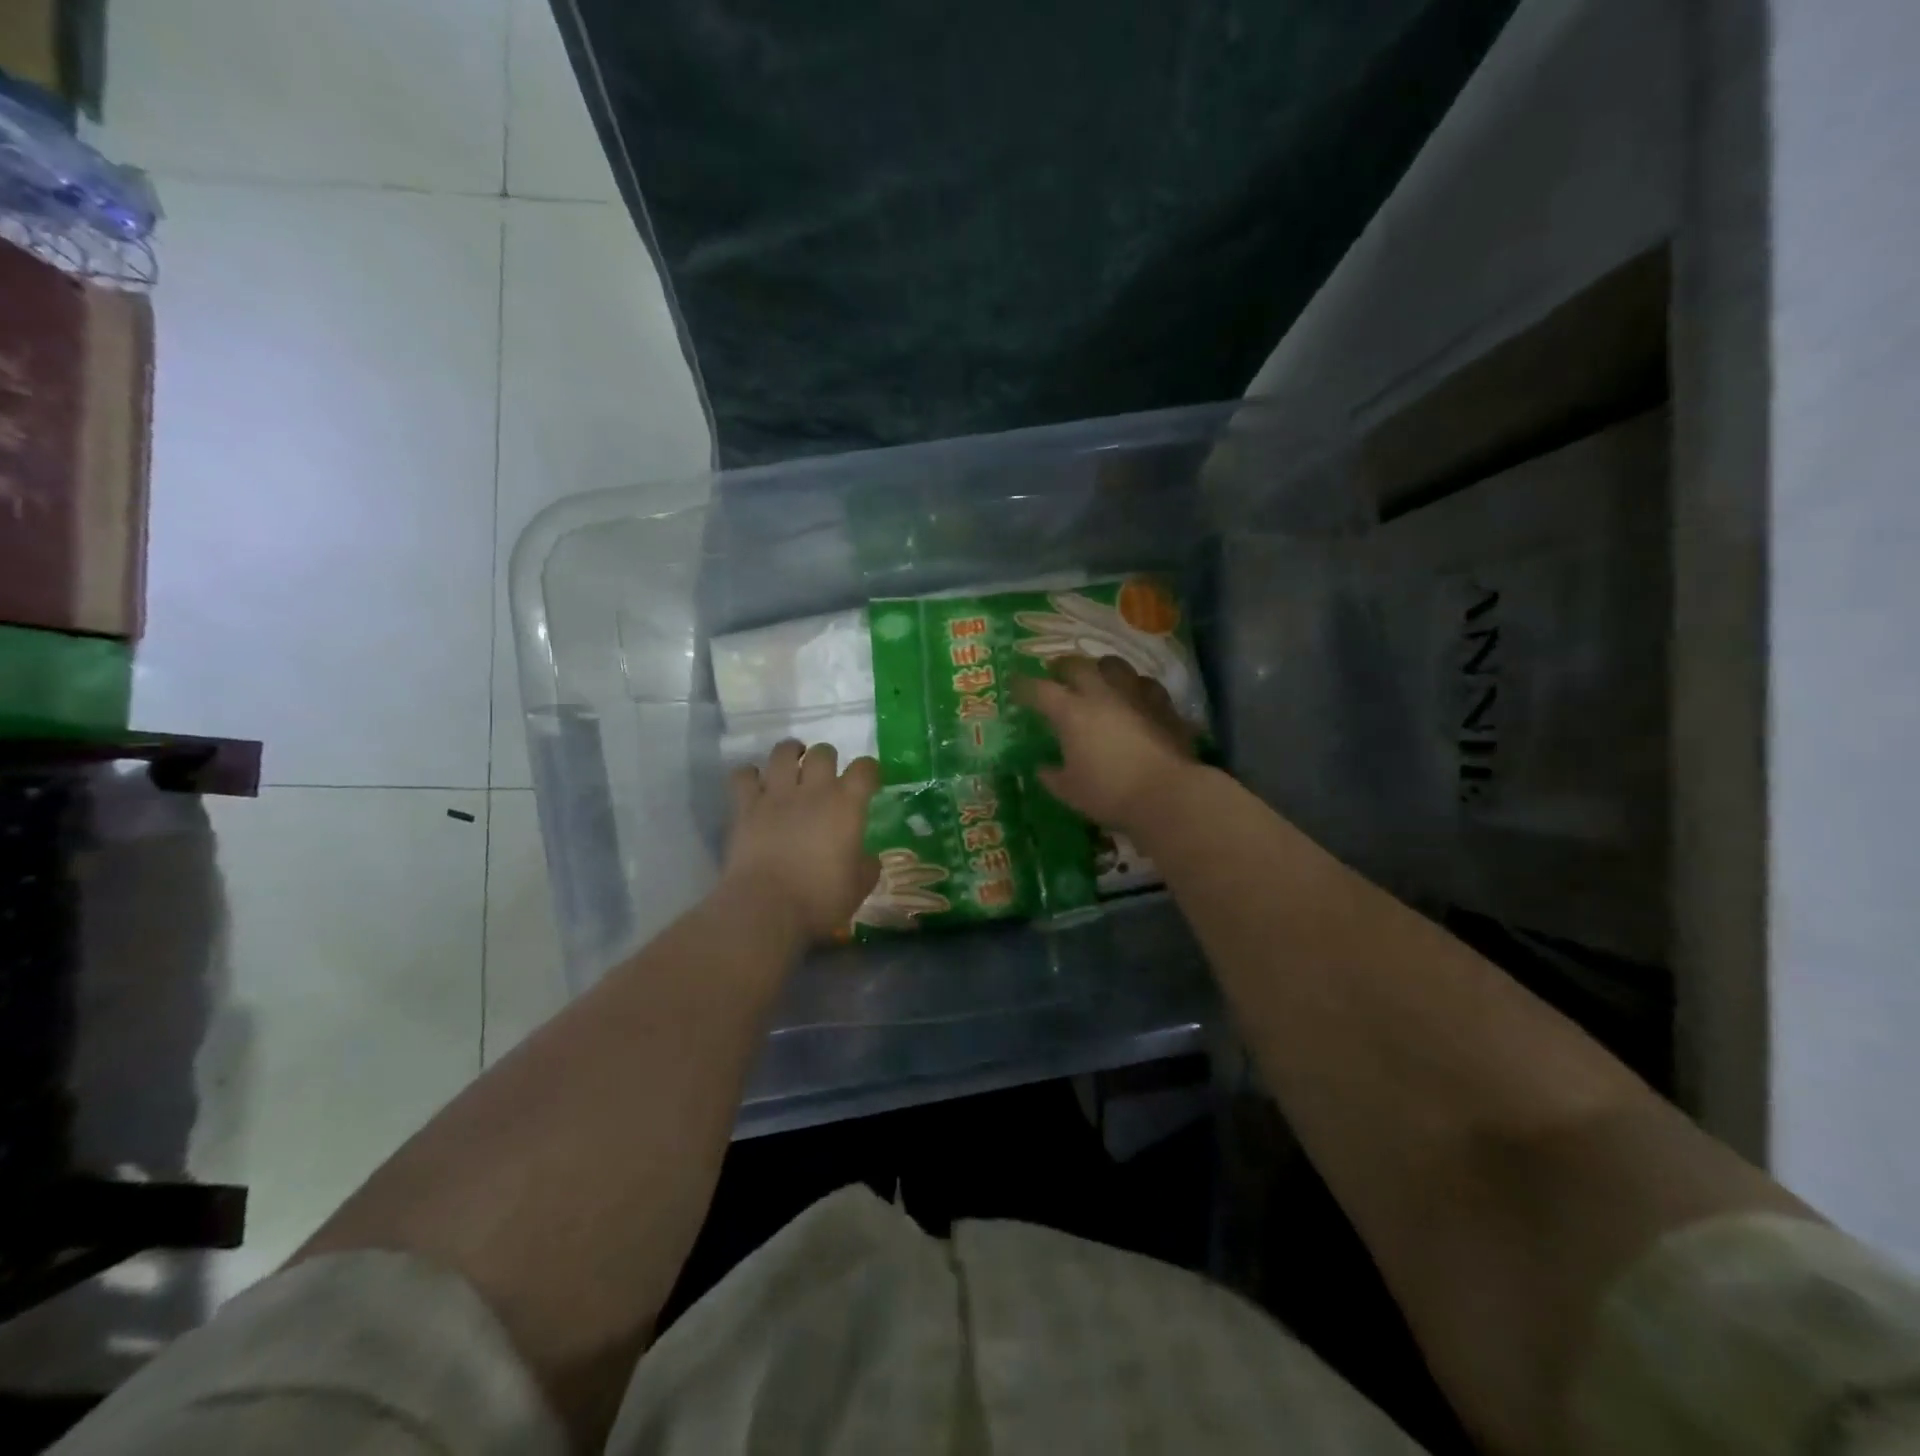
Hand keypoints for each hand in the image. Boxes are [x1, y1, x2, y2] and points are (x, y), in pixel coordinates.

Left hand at [725, 742, 880, 941]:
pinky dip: (750, 775)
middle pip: (823, 752)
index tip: (869, 781)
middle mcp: (813, 790)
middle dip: (827, 758)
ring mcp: (776, 794)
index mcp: (847, 805)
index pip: (865, 769)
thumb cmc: (821, 899)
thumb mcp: (859, 887)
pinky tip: (755, 785)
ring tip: (792, 763)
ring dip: (790, 753)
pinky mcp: (745, 806)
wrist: (766, 908)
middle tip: (826, 774)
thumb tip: (867, 857)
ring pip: (783, 752)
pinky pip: (743, 775)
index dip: (870, 770)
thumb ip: (867, 865)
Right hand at [1014, 655, 1198, 831]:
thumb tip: (1042, 768)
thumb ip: (1051, 776)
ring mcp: (1135, 695)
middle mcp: (1102, 694)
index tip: (1014, 686)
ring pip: (1114, 664)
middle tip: (1055, 674)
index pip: (1039, 689)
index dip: (1023, 686)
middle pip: (1076, 665)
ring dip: (1100, 667)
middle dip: (1061, 667)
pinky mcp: (1163, 704)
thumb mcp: (1069, 792)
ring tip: (1097, 676)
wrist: (1167, 794)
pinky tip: (1134, 695)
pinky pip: (1145, 683)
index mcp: (1071, 712)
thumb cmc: (1109, 793)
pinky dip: (1134, 685)